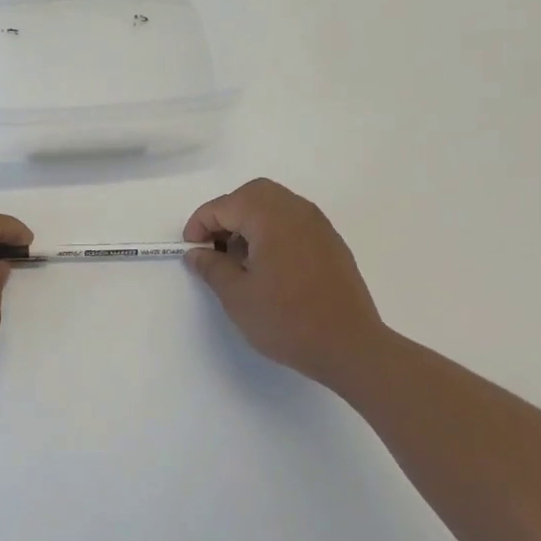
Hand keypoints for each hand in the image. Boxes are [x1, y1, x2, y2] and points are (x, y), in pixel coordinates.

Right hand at [183, 178, 386, 389]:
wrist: (349, 346)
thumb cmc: (287, 320)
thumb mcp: (237, 297)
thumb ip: (212, 267)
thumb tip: (197, 253)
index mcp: (271, 218)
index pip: (225, 205)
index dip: (200, 224)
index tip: (191, 250)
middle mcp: (297, 211)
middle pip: (252, 194)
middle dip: (226, 214)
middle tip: (214, 246)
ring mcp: (318, 225)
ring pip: (275, 204)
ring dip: (250, 221)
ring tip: (239, 258)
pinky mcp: (330, 243)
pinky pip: (294, 221)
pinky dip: (272, 230)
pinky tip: (267, 265)